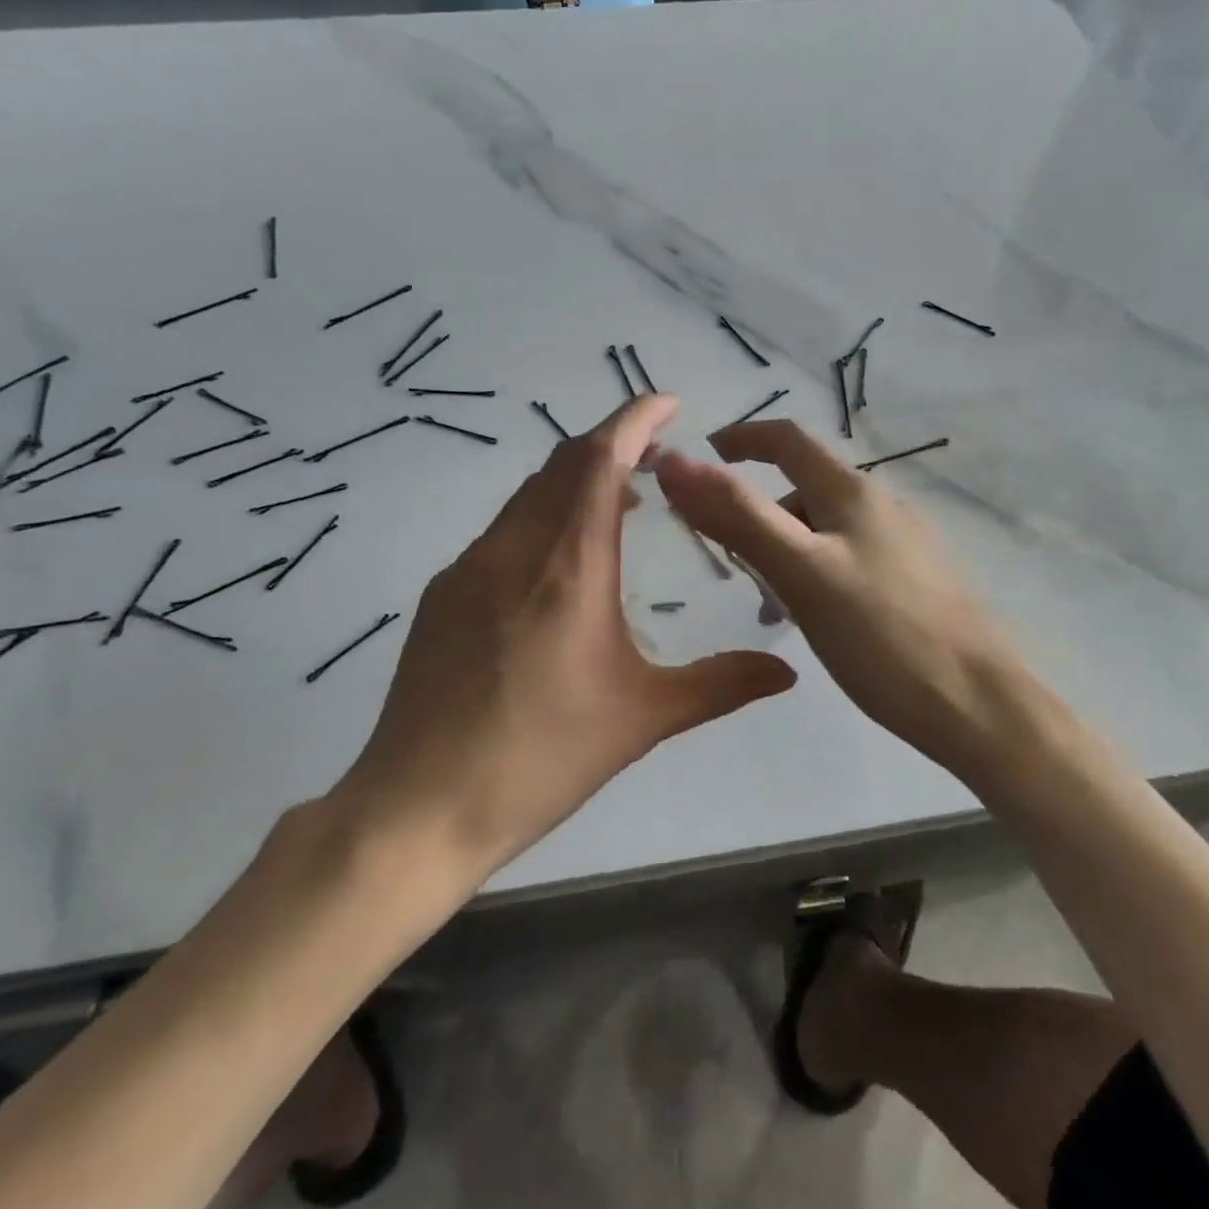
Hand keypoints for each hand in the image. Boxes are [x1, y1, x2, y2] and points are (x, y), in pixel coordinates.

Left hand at [338, 395, 796, 879]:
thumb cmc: (541, 758)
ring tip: (619, 505)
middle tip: (658, 460)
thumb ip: (721, 684)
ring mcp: (468, 569)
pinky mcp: (442, 595)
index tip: (669, 402)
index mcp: (569, 567)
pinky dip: (541, 519)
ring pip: (528, 496)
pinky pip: (502, 531)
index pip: (600, 460)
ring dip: (575, 483)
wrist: (420, 805)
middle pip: (562, 464)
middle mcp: (514, 549)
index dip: (635, 419)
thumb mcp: (643, 719)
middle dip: (612, 446)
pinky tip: (559, 564)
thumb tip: (788, 672)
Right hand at [656, 421, 1025, 782]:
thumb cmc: (883, 636)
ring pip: (826, 531)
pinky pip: (851, 561)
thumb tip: (676, 464)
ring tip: (769, 607)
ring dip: (785, 552)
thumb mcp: (801, 573)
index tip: (700, 459)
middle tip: (728, 561)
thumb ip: (738, 517)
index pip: (788, 440)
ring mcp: (907, 545)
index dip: (741, 439)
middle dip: (758, 513)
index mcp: (854, 493)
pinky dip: (816, 575)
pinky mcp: (919, 583)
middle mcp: (883, 507)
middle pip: (804, 489)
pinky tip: (815, 622)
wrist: (980, 706)